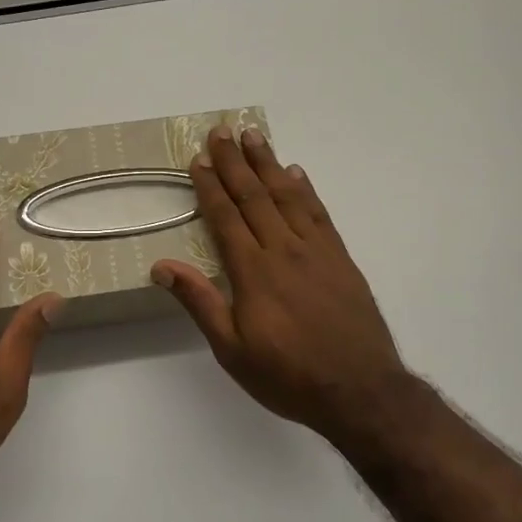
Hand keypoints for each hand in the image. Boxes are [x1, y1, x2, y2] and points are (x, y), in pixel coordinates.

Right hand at [152, 127, 419, 449]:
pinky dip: (305, 189)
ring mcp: (317, 251)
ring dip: (268, 164)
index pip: (226, 217)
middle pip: (255, 196)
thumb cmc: (288, 376)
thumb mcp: (232, 350)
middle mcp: (284, 250)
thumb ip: (200, 303)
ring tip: (254, 136)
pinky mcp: (341, 259)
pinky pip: (319, 213)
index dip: (211, 186)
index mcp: (253, 272)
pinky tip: (296, 173)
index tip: (199, 159)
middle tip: (222, 130)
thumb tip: (161, 267)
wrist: (361, 391)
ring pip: (287, 196)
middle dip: (235, 161)